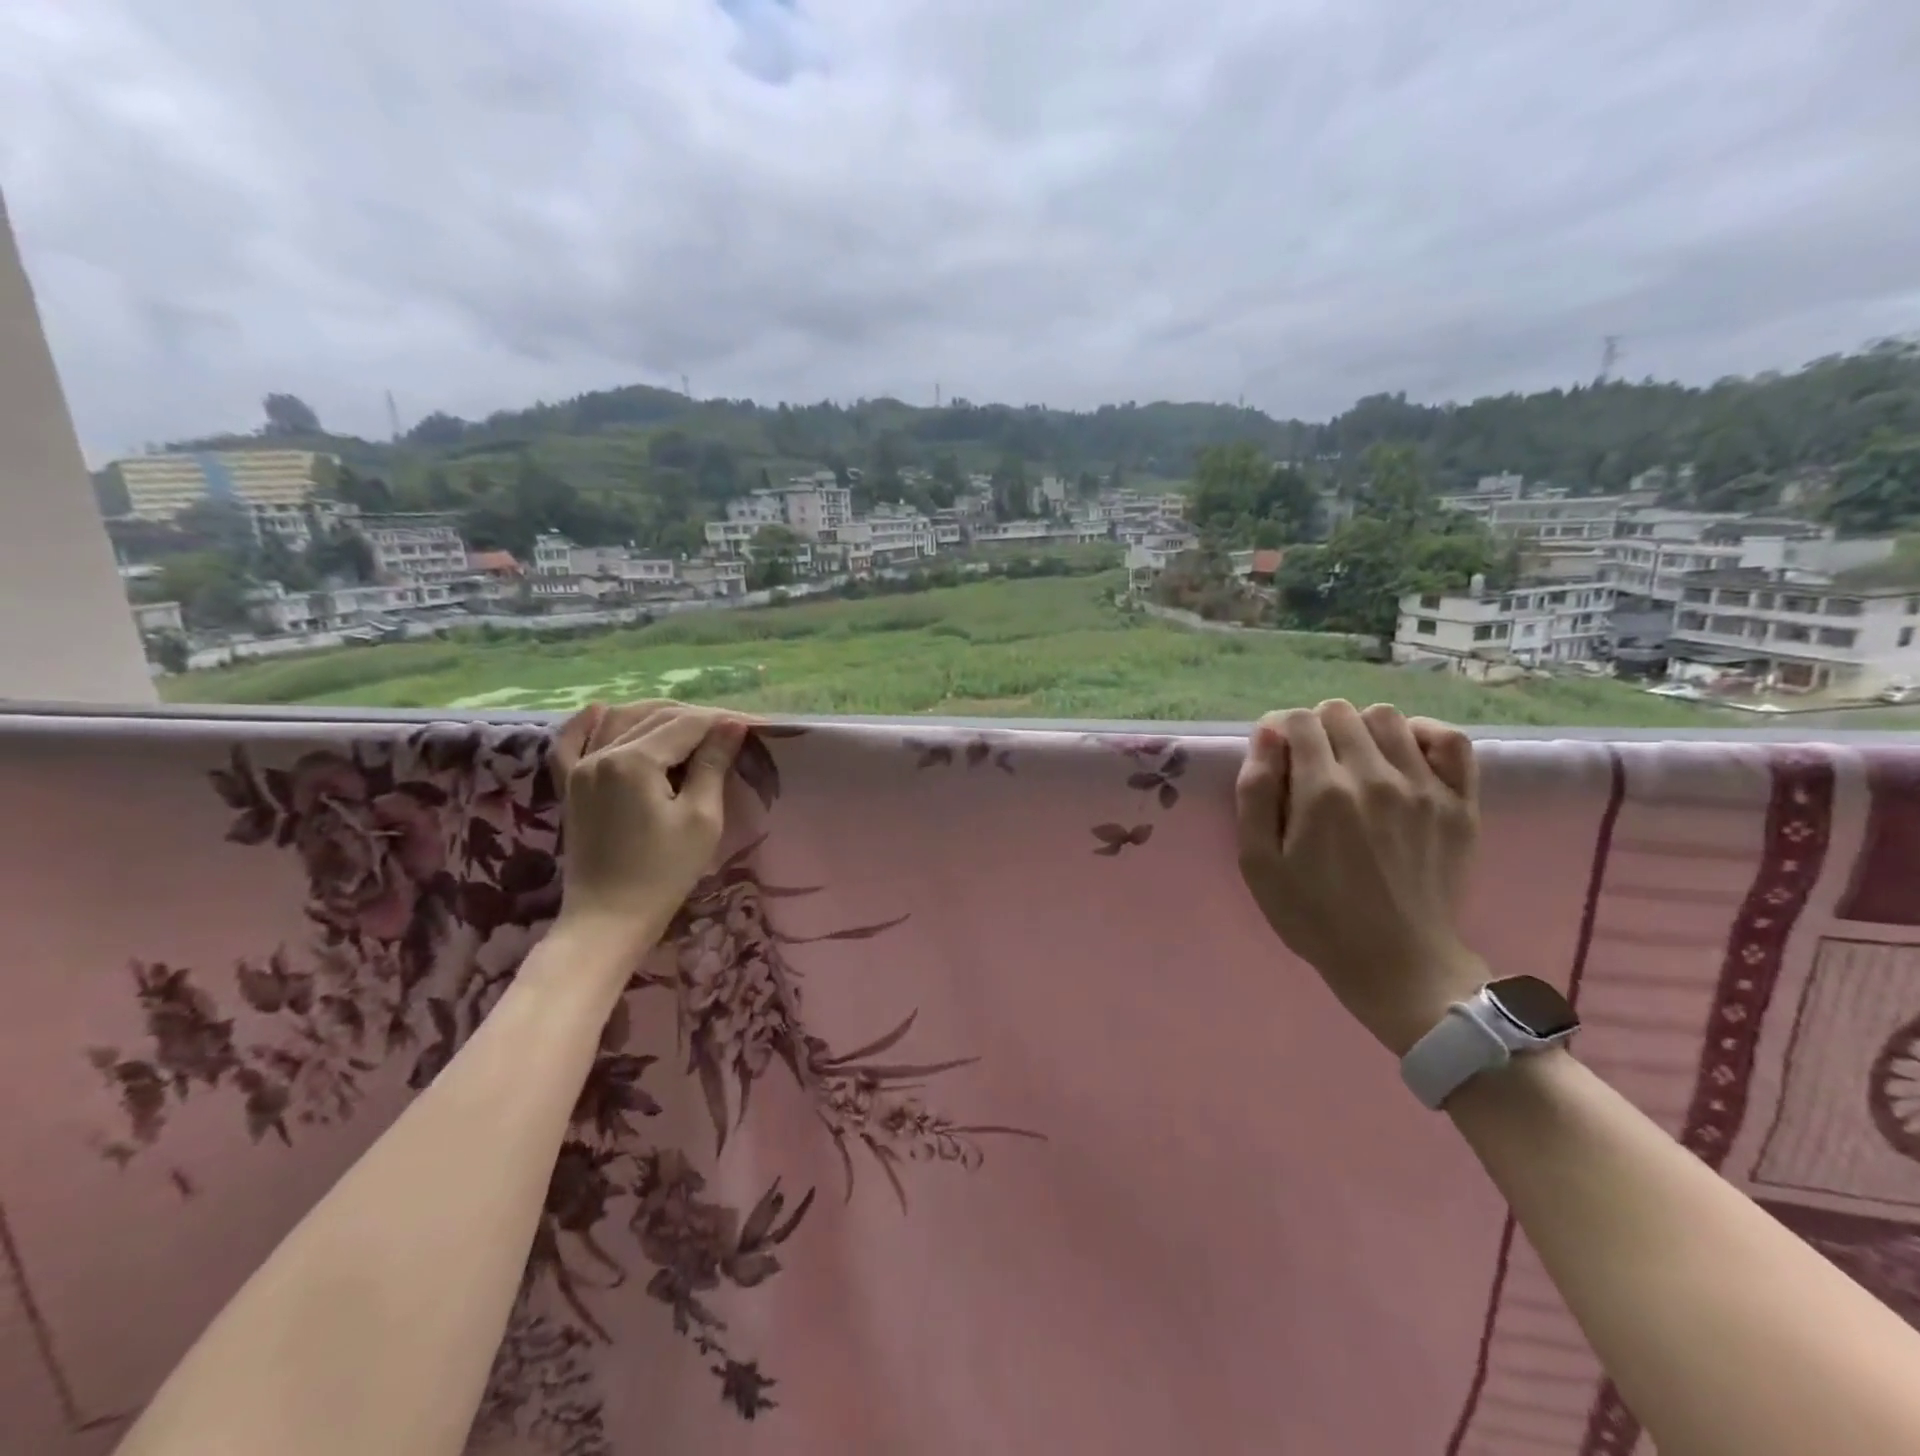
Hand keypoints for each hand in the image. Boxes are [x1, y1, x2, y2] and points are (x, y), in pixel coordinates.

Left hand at [551, 701, 747, 950]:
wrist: (609, 918)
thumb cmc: (664, 872)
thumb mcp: (701, 818)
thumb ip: (712, 765)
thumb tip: (731, 725)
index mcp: (635, 760)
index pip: (687, 724)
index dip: (721, 721)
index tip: (750, 726)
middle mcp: (602, 753)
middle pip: (656, 718)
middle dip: (695, 719)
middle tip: (729, 731)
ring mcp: (579, 768)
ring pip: (620, 721)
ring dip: (656, 716)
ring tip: (690, 726)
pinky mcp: (570, 786)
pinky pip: (570, 743)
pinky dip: (586, 724)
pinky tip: (601, 710)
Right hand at [1234, 699, 1484, 1055]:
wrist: (1396, 962)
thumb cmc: (1314, 916)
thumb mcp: (1259, 863)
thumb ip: (1255, 793)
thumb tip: (1265, 734)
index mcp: (1321, 793)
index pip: (1296, 721)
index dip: (1278, 731)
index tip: (1276, 758)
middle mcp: (1374, 777)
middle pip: (1338, 712)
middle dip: (1315, 729)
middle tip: (1311, 768)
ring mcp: (1423, 787)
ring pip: (1386, 718)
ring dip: (1360, 730)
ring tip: (1353, 764)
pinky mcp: (1459, 803)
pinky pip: (1449, 740)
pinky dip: (1422, 735)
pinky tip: (1403, 756)